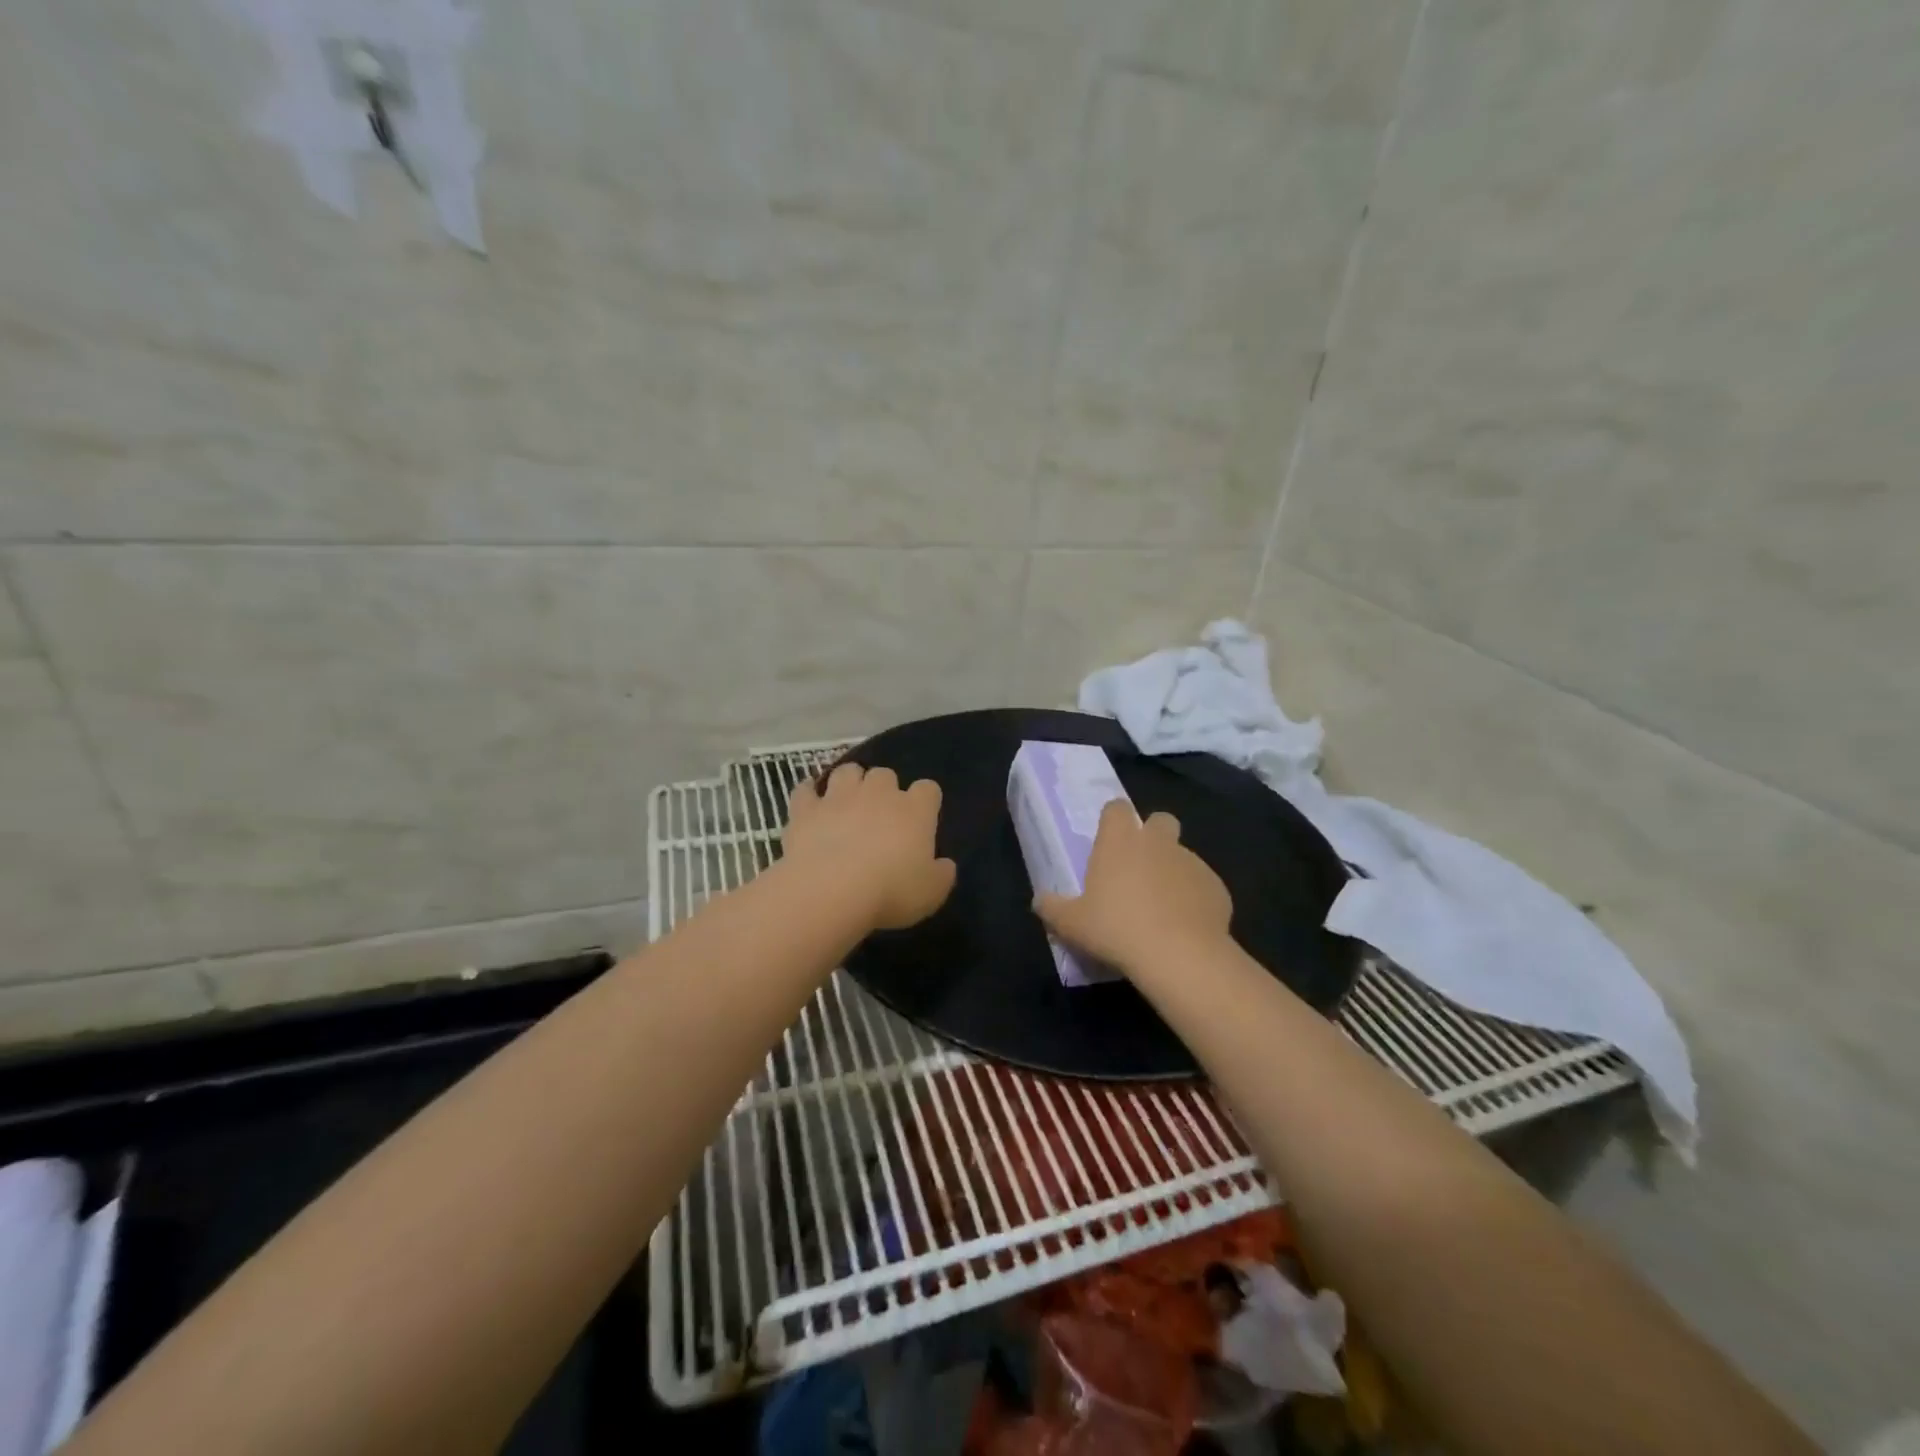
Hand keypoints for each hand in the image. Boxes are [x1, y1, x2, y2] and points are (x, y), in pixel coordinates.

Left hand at [784, 763, 956, 931]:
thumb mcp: (932, 893)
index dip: (925, 802)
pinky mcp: (806, 809)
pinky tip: (810, 806)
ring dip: (849, 783)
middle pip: (885, 774)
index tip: (921, 821)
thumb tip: (944, 865)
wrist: (831, 890)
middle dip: (884, 790)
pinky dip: (808, 794)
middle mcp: (878, 794)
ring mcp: (839, 797)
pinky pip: (805, 790)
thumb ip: (942, 874)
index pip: (928, 789)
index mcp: (915, 810)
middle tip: (880, 816)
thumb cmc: (890, 892)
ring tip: (846, 803)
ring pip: (847, 771)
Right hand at [1035, 801, 1232, 974]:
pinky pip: (1202, 886)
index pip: (1117, 808)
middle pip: (1160, 820)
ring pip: (1182, 855)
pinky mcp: (1217, 887)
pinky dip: (1194, 899)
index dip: (1113, 820)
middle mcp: (1157, 842)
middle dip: (1153, 836)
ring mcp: (1191, 862)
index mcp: (1119, 841)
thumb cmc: (1116, 929)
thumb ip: (1052, 908)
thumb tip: (1040, 901)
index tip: (1107, 841)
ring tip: (1161, 909)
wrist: (1180, 955)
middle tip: (1139, 869)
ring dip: (1172, 872)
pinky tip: (1184, 927)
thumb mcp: (1071, 924)